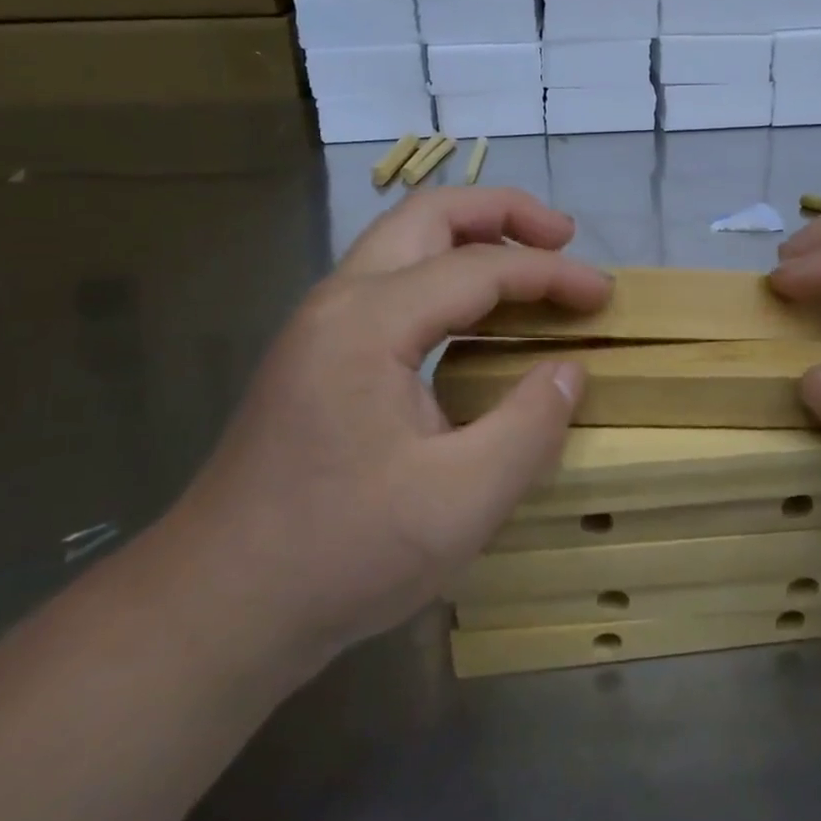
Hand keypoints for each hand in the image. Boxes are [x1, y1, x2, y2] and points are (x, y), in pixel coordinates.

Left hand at [168, 188, 610, 681]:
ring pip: (402, 241)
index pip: (478, 268)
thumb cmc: (339, 555)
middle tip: (562, 236)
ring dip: (470, 235)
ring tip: (527, 259)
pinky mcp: (315, 354)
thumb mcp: (459, 502)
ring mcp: (319, 325)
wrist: (216, 608)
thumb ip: (528, 427)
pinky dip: (443, 272)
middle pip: (428, 215)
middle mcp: (338, 302)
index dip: (550, 274)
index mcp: (370, 323)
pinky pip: (389, 280)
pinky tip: (472, 313)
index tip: (604, 294)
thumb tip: (568, 370)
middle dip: (502, 212)